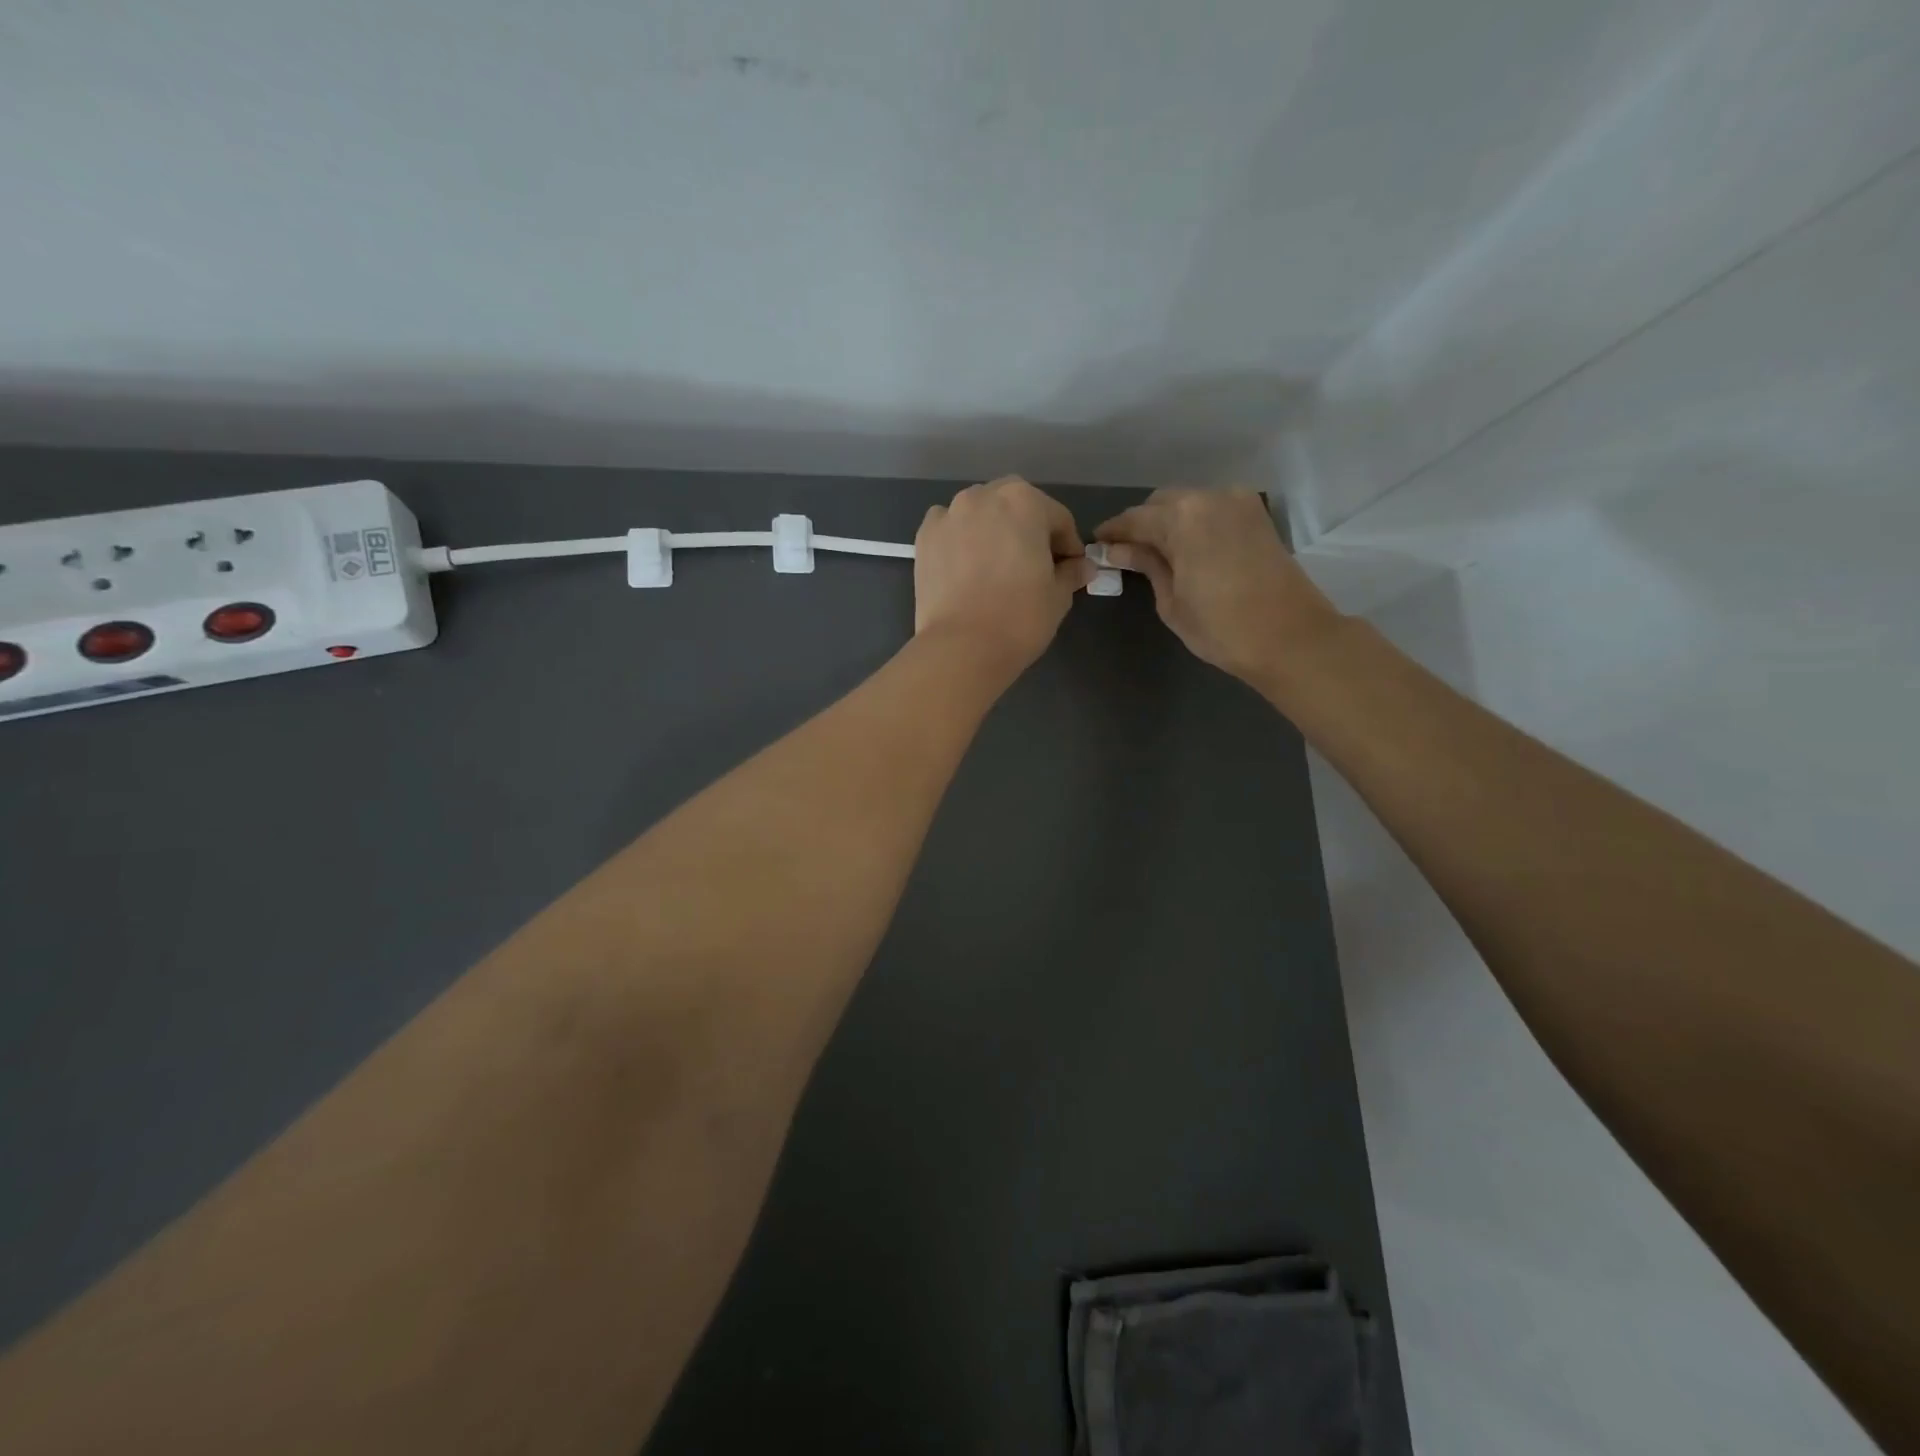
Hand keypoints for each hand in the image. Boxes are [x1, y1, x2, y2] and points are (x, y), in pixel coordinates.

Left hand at [914, 477, 1095, 671]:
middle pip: (1015, 506)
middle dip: (1028, 529)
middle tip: (1033, 564)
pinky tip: (966, 568)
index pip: (1058, 518)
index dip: (1068, 545)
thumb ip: (1071, 572)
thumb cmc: (1019, 619)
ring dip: (992, 530)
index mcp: (1024, 502)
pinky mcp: (924, 537)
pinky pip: (950, 529)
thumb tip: (1082, 567)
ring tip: (996, 566)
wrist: (961, 648)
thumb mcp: (1058, 596)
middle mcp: (984, 496)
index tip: (1070, 568)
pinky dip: (960, 540)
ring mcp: (949, 514)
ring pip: (979, 513)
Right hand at [1095, 489, 1342, 684]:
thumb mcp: (1171, 600)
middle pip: (1161, 503)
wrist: (1291, 638)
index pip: (1134, 519)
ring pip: (1189, 503)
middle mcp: (1210, 498)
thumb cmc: (1221, 628)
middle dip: (1141, 524)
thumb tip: (1116, 550)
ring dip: (1169, 522)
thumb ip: (1145, 565)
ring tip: (1157, 552)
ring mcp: (1238, 502)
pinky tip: (1187, 548)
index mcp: (1182, 518)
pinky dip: (1195, 522)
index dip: (1112, 532)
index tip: (1096, 545)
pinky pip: (1213, 509)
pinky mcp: (1256, 515)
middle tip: (1126, 553)